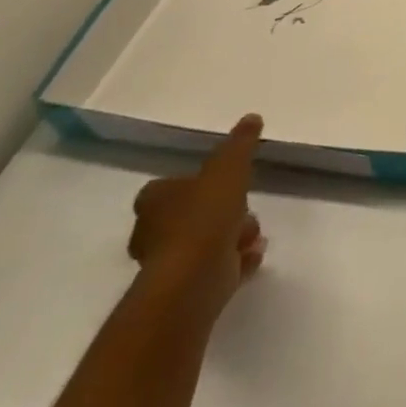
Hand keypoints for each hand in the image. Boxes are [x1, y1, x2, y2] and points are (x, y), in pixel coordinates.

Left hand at [127, 114, 267, 319]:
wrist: (194, 279)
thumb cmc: (205, 216)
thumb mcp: (228, 168)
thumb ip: (240, 144)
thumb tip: (251, 117)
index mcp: (154, 202)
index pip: (167, 188)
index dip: (195, 184)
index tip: (222, 183)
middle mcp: (153, 233)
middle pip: (191, 215)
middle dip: (224, 212)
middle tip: (245, 211)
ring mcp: (168, 264)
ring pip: (206, 241)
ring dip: (233, 236)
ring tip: (252, 237)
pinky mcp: (186, 289)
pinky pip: (216, 268)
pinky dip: (235, 261)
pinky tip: (252, 256)